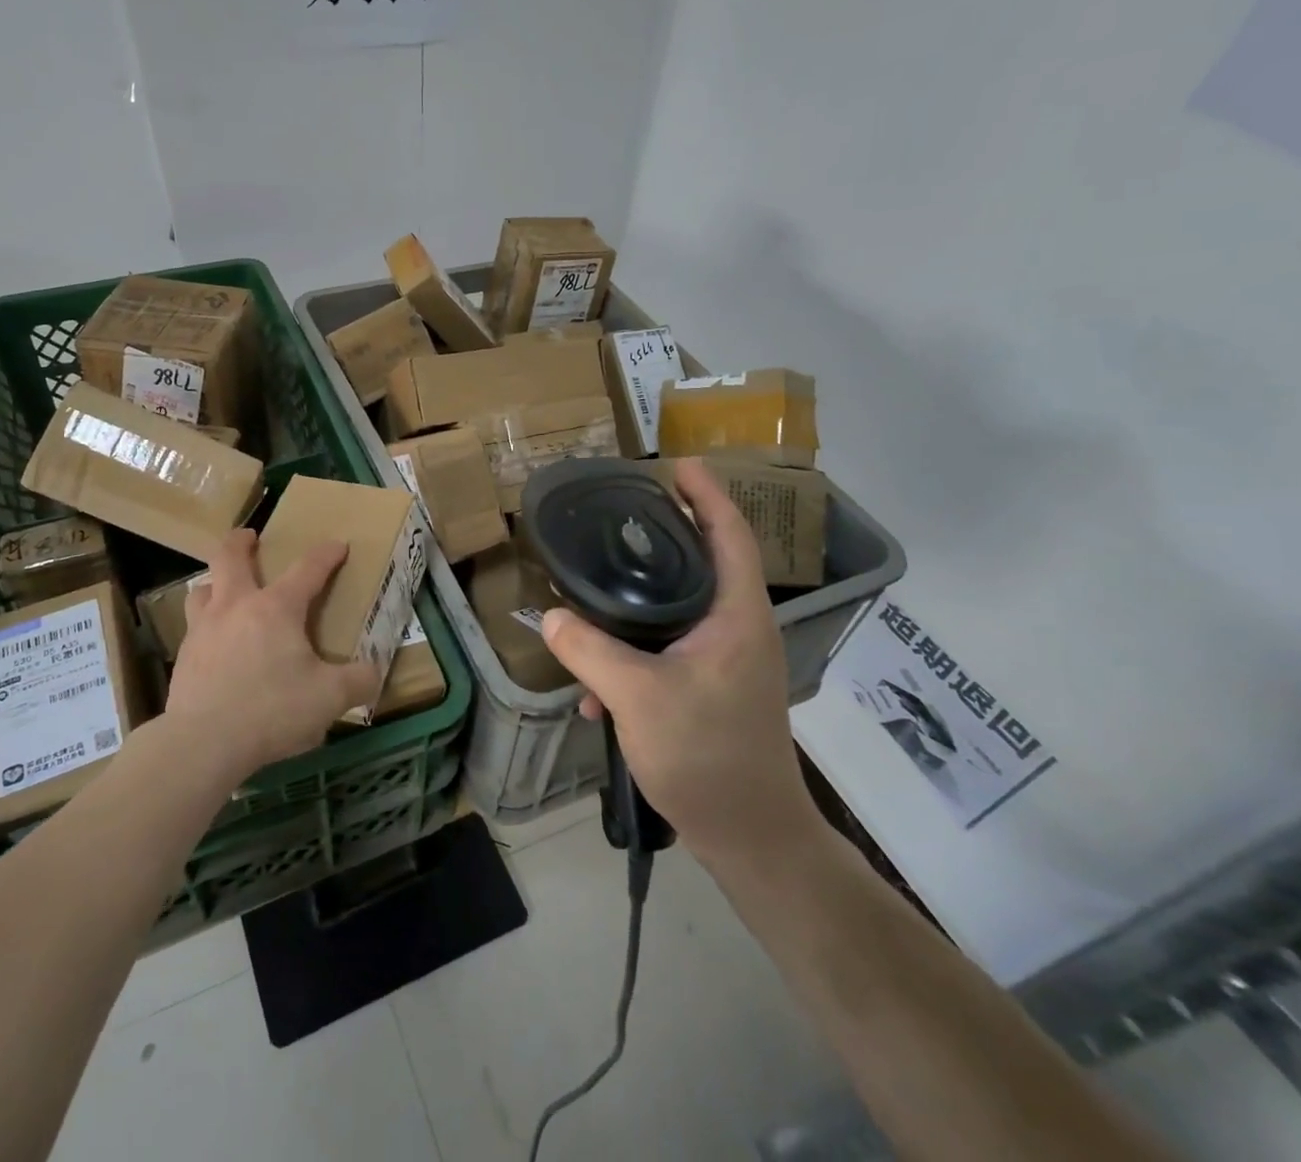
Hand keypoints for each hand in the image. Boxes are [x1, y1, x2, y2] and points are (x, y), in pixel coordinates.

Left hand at [166, 529, 380, 780]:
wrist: (203, 744)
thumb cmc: (272, 710)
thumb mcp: (330, 698)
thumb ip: (358, 681)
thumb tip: (374, 673)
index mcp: (276, 608)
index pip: (308, 569)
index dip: (326, 554)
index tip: (338, 546)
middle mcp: (236, 607)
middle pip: (230, 557)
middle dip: (241, 541)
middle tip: (250, 537)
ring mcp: (204, 630)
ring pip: (202, 589)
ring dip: (215, 582)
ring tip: (225, 589)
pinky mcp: (184, 658)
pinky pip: (194, 628)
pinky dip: (206, 624)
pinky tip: (216, 644)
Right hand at [540, 459, 822, 865]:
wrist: (750, 837)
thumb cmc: (707, 757)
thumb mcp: (638, 697)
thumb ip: (590, 651)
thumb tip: (550, 617)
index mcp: (737, 615)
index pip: (730, 534)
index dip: (708, 493)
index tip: (678, 463)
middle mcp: (739, 629)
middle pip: (705, 562)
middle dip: (668, 533)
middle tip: (624, 512)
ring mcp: (728, 660)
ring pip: (683, 607)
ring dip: (642, 600)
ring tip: (598, 589)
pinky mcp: (713, 687)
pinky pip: (670, 648)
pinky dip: (636, 652)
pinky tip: (597, 688)